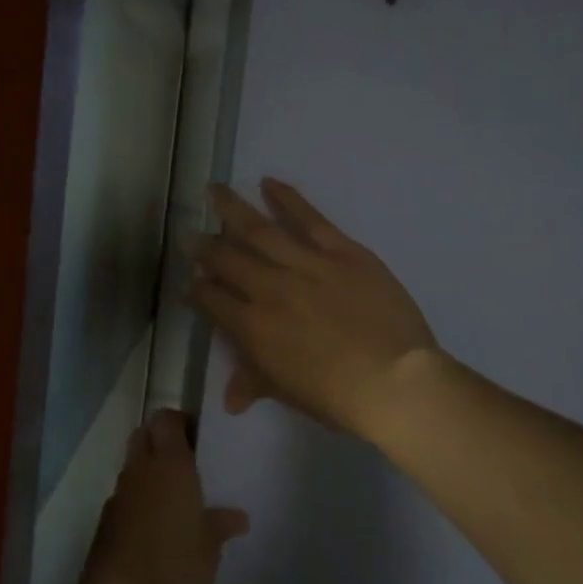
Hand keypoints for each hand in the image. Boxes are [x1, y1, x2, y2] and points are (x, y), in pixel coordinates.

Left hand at [78, 410, 248, 583]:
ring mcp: (117, 498)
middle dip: (160, 440)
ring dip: (148, 473)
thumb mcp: (210, 550)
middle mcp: (139, 472)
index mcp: (170, 467)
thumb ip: (220, 526)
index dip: (180, 422)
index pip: (166, 419)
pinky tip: (154, 531)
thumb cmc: (177, 571)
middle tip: (187, 464)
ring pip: (131, 468)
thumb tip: (237, 517)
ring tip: (174, 501)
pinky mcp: (102, 525)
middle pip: (143, 435)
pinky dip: (137, 503)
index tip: (198, 439)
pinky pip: (123, 499)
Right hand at [187, 179, 437, 439]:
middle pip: (227, 259)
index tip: (190, 282)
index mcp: (251, 327)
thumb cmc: (335, 396)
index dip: (197, 290)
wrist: (392, 379)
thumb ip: (254, 383)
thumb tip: (230, 400)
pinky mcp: (341, 251)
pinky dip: (288, 199)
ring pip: (259, 230)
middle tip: (193, 234)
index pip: (211, 300)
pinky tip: (269, 183)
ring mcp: (305, 265)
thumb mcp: (286, 392)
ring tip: (214, 190)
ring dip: (232, 208)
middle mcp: (268, 288)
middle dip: (206, 247)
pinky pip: (309, 219)